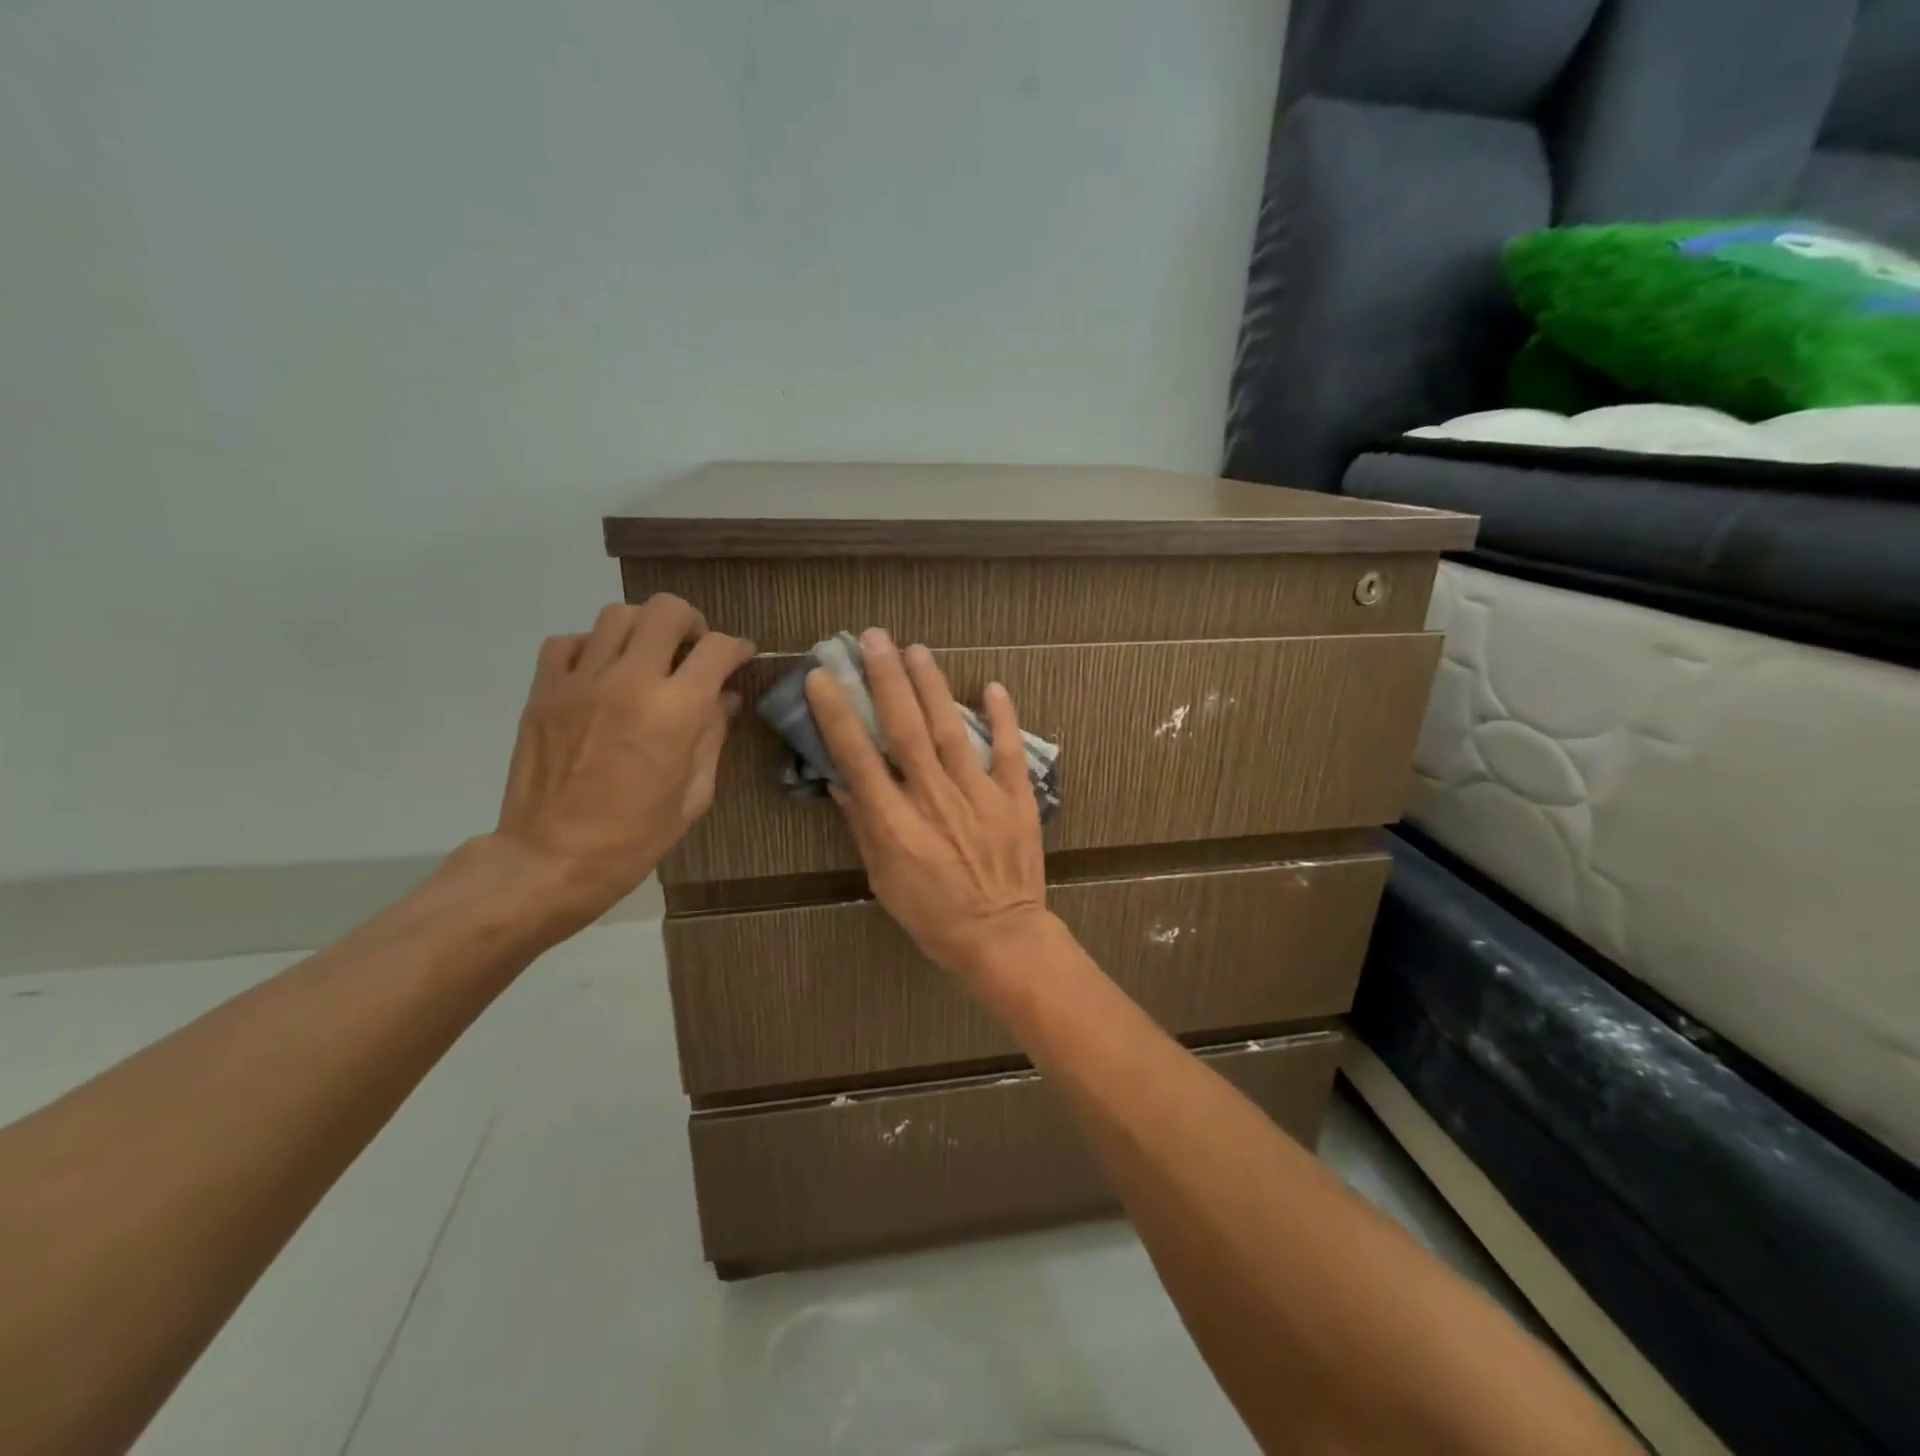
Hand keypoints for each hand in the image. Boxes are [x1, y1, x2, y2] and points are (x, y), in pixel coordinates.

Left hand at [492, 596, 753, 937]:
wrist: (551, 860)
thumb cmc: (635, 837)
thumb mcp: (694, 795)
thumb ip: (713, 737)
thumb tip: (725, 699)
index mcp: (675, 711)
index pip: (718, 649)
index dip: (738, 648)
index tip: (741, 658)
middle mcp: (629, 681)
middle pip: (666, 610)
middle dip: (692, 623)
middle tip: (693, 650)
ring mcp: (580, 681)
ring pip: (617, 615)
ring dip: (643, 630)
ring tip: (648, 658)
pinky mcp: (543, 691)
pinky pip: (570, 642)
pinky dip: (593, 647)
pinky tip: (603, 673)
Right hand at [806, 628, 1048, 982]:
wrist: (1001, 937)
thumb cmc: (933, 916)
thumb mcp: (883, 880)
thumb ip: (864, 828)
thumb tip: (842, 781)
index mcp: (896, 825)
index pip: (859, 759)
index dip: (839, 715)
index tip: (824, 677)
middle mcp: (935, 801)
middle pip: (905, 731)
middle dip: (886, 681)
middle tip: (874, 639)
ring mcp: (979, 797)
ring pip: (951, 731)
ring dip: (933, 687)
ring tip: (916, 649)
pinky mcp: (1016, 799)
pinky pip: (1009, 751)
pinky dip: (1003, 717)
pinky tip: (992, 685)